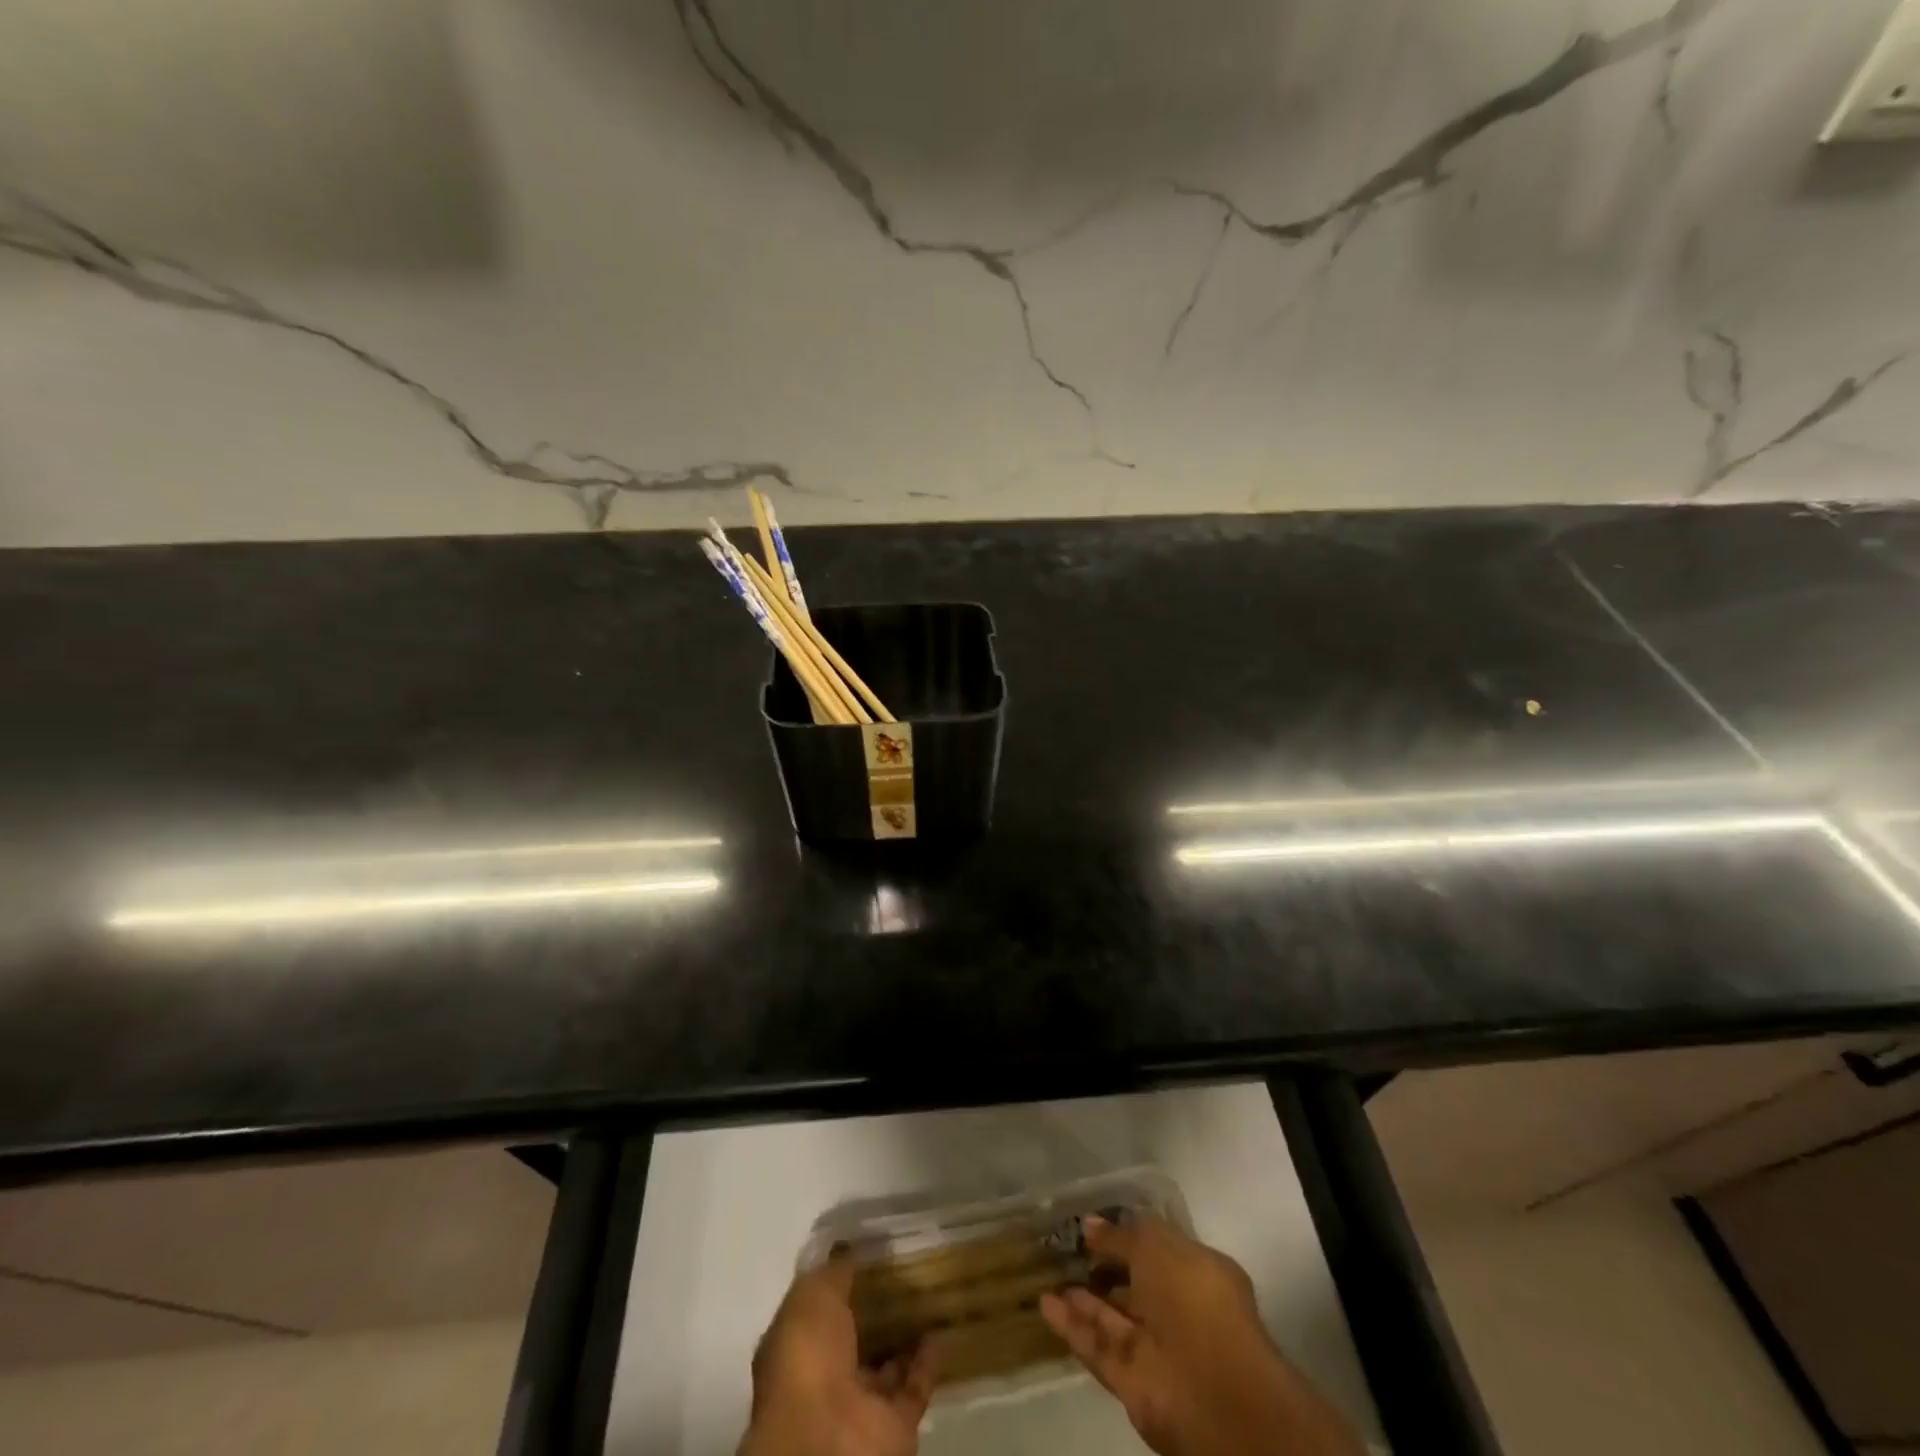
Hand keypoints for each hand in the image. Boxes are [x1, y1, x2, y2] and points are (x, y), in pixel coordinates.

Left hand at [738, 1251, 937, 1455]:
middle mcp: (823, 1378)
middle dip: (873, 1309)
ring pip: (885, 1364)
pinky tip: (940, 1329)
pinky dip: (927, 1363)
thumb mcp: (813, 1297)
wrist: (828, 1443)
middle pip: (852, 1338)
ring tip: (927, 1293)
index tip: (865, 1251)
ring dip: (903, 1335)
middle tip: (903, 1268)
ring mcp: (859, 1405)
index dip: (838, 1283)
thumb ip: (833, 1272)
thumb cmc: (807, 1360)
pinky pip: (914, 1388)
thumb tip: (847, 1249)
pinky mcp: (894, 1425)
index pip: (816, 1310)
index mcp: (794, 1349)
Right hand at [1040, 1215, 1365, 1455]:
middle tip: (1064, 1248)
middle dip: (1102, 1268)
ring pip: (1113, 1318)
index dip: (1125, 1235)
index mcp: (1197, 1273)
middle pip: (1134, 1285)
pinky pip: (1099, 1348)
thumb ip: (1121, 1236)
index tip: (1090, 1224)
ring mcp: (1156, 1349)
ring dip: (1082, 1298)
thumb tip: (1090, 1224)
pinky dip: (1073, 1327)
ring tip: (1048, 1274)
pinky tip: (1045, 1304)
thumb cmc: (1194, 1299)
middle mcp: (1178, 1310)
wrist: (1213, 1392)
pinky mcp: (1133, 1383)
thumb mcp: (1155, 1246)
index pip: (1157, 1248)